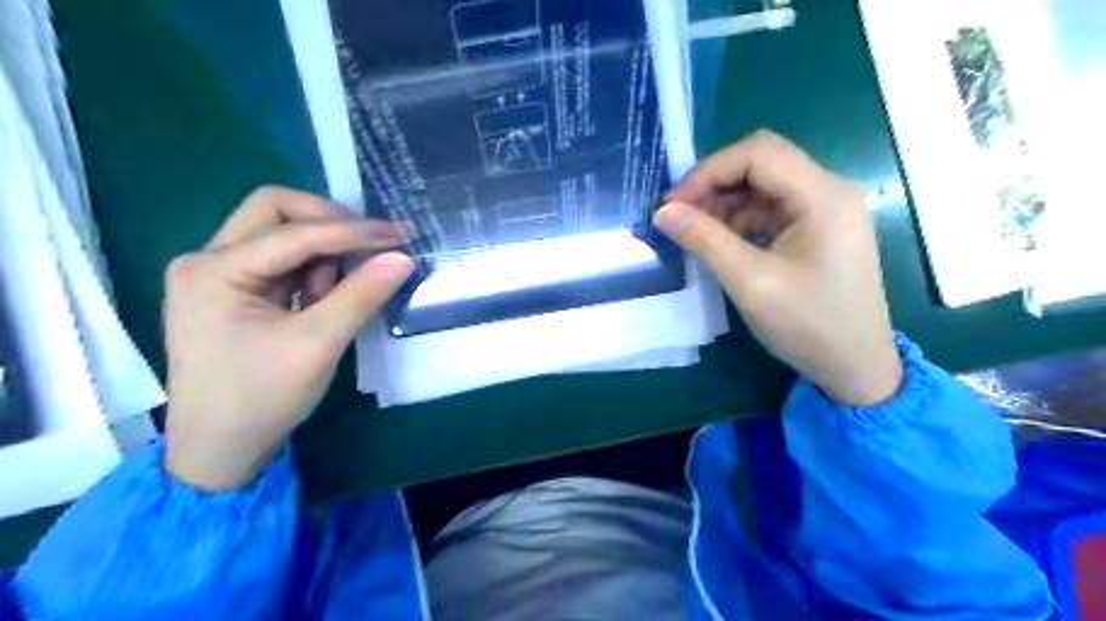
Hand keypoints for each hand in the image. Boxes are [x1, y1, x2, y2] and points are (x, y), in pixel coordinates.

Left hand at [158, 185, 411, 489]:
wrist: (220, 450)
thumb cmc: (262, 398)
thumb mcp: (318, 345)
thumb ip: (361, 295)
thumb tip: (403, 257)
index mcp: (214, 271)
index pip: (293, 232)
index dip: (351, 231)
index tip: (400, 236)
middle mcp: (208, 260)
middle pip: (275, 211)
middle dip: (329, 223)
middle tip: (371, 245)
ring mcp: (218, 275)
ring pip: (280, 233)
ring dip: (321, 251)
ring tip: (338, 293)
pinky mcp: (235, 291)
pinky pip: (282, 261)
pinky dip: (312, 270)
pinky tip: (323, 299)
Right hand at [655, 127, 897, 407]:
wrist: (855, 367)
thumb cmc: (808, 325)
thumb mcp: (750, 282)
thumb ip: (705, 240)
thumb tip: (663, 212)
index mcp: (822, 196)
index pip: (758, 153)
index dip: (708, 171)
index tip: (673, 205)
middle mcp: (828, 191)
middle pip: (762, 162)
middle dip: (714, 183)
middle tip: (679, 214)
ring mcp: (825, 210)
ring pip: (764, 185)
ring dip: (725, 202)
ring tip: (694, 231)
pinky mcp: (818, 229)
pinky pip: (771, 208)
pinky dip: (740, 218)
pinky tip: (720, 241)